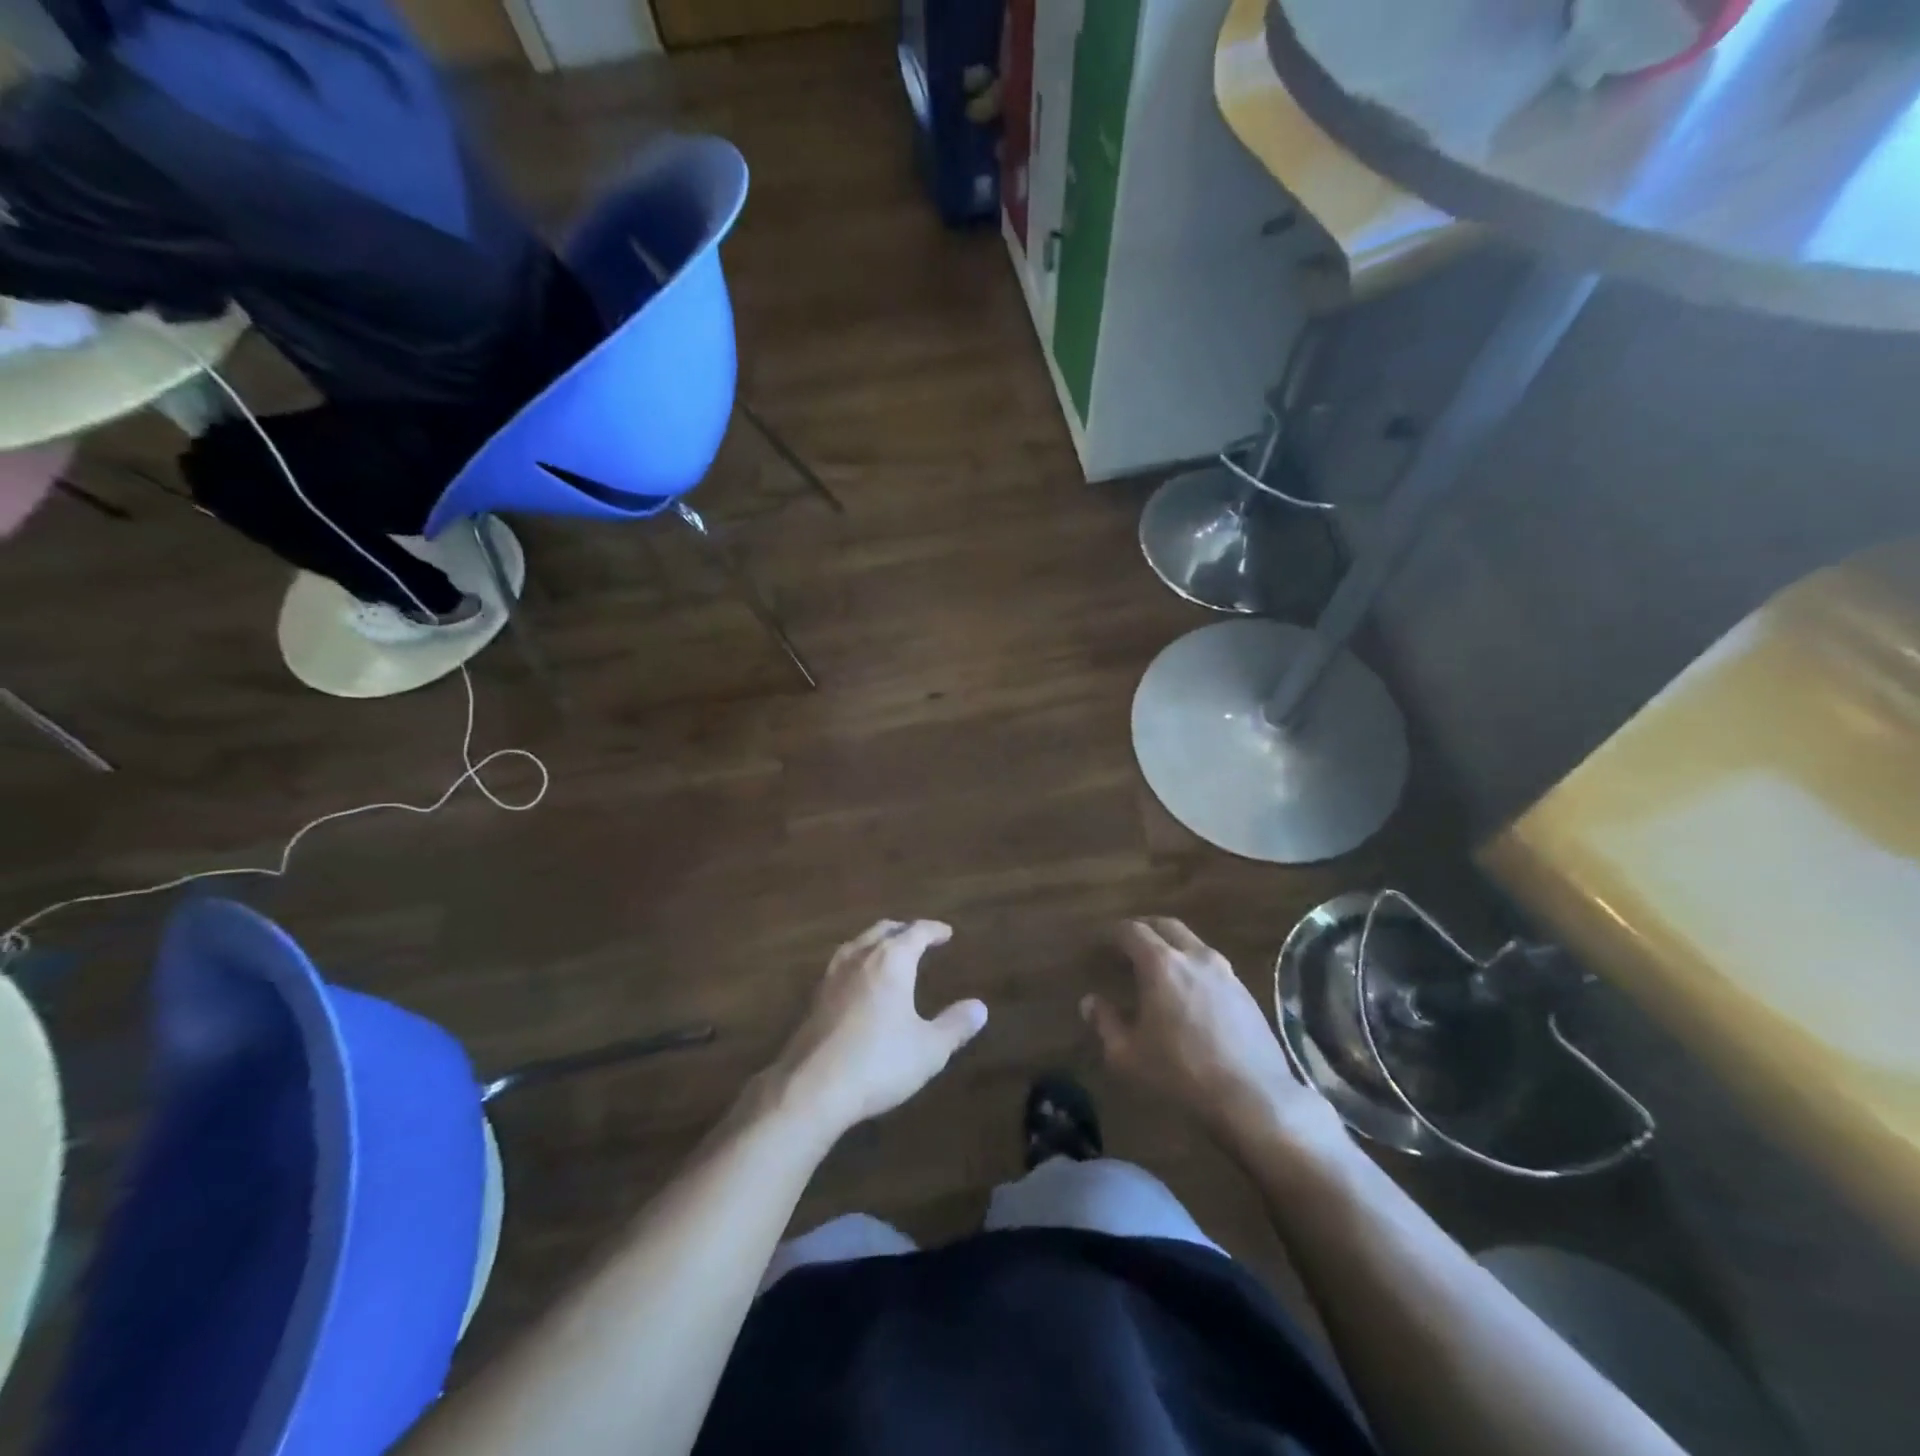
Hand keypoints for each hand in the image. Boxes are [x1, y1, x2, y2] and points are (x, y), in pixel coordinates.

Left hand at [767, 920, 987, 1138]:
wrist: (812, 1088)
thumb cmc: (879, 1062)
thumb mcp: (929, 1048)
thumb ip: (955, 1025)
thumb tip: (979, 1007)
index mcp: (891, 961)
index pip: (916, 932)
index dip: (933, 930)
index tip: (946, 932)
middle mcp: (860, 959)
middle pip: (882, 930)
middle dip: (903, 930)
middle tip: (917, 937)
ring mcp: (831, 977)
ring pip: (857, 944)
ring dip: (875, 942)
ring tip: (886, 952)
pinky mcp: (814, 1000)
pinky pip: (840, 966)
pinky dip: (857, 962)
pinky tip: (857, 983)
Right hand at [1083, 918, 1350, 1160]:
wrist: (1254, 1098)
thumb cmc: (1181, 1074)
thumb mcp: (1128, 1055)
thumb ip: (1105, 1023)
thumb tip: (1090, 1002)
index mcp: (1161, 964)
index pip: (1132, 930)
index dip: (1114, 933)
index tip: (1103, 942)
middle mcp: (1194, 956)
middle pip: (1166, 925)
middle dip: (1144, 929)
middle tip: (1129, 944)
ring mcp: (1225, 972)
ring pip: (1193, 943)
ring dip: (1172, 946)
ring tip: (1159, 967)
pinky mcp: (1245, 991)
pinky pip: (1212, 965)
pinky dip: (1193, 966)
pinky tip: (1190, 992)